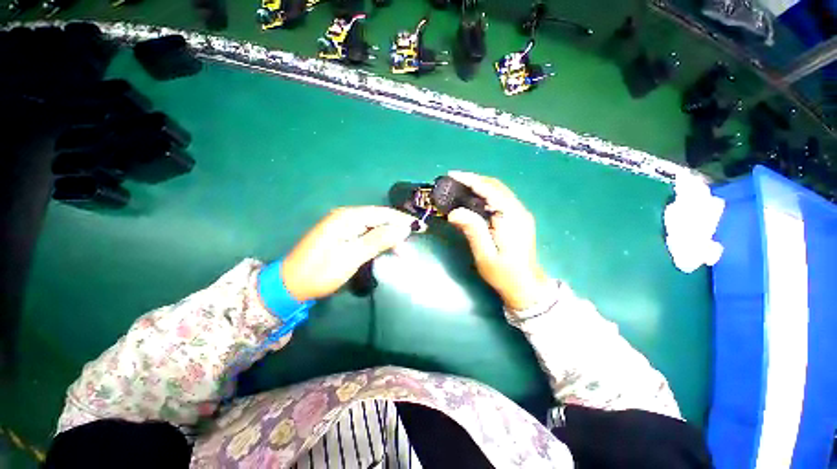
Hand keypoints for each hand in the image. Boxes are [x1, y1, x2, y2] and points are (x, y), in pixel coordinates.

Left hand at [281, 206, 415, 300]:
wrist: (290, 284)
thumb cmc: (321, 272)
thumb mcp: (352, 256)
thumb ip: (378, 240)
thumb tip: (403, 228)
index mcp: (347, 217)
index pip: (382, 214)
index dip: (403, 220)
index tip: (421, 227)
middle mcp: (345, 216)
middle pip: (379, 217)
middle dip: (398, 227)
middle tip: (417, 236)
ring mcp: (342, 225)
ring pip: (373, 225)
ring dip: (389, 234)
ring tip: (403, 247)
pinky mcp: (341, 234)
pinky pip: (366, 232)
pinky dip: (379, 238)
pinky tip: (387, 245)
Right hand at [447, 171, 549, 310]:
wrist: (526, 286)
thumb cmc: (503, 274)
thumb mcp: (485, 254)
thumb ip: (472, 231)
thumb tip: (454, 212)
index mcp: (511, 218)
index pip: (489, 190)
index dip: (470, 180)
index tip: (452, 175)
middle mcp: (519, 211)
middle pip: (495, 186)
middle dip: (474, 180)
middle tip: (453, 180)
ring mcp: (520, 214)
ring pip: (499, 191)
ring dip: (479, 186)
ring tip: (460, 187)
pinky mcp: (519, 218)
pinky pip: (501, 199)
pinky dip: (486, 195)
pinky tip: (474, 199)